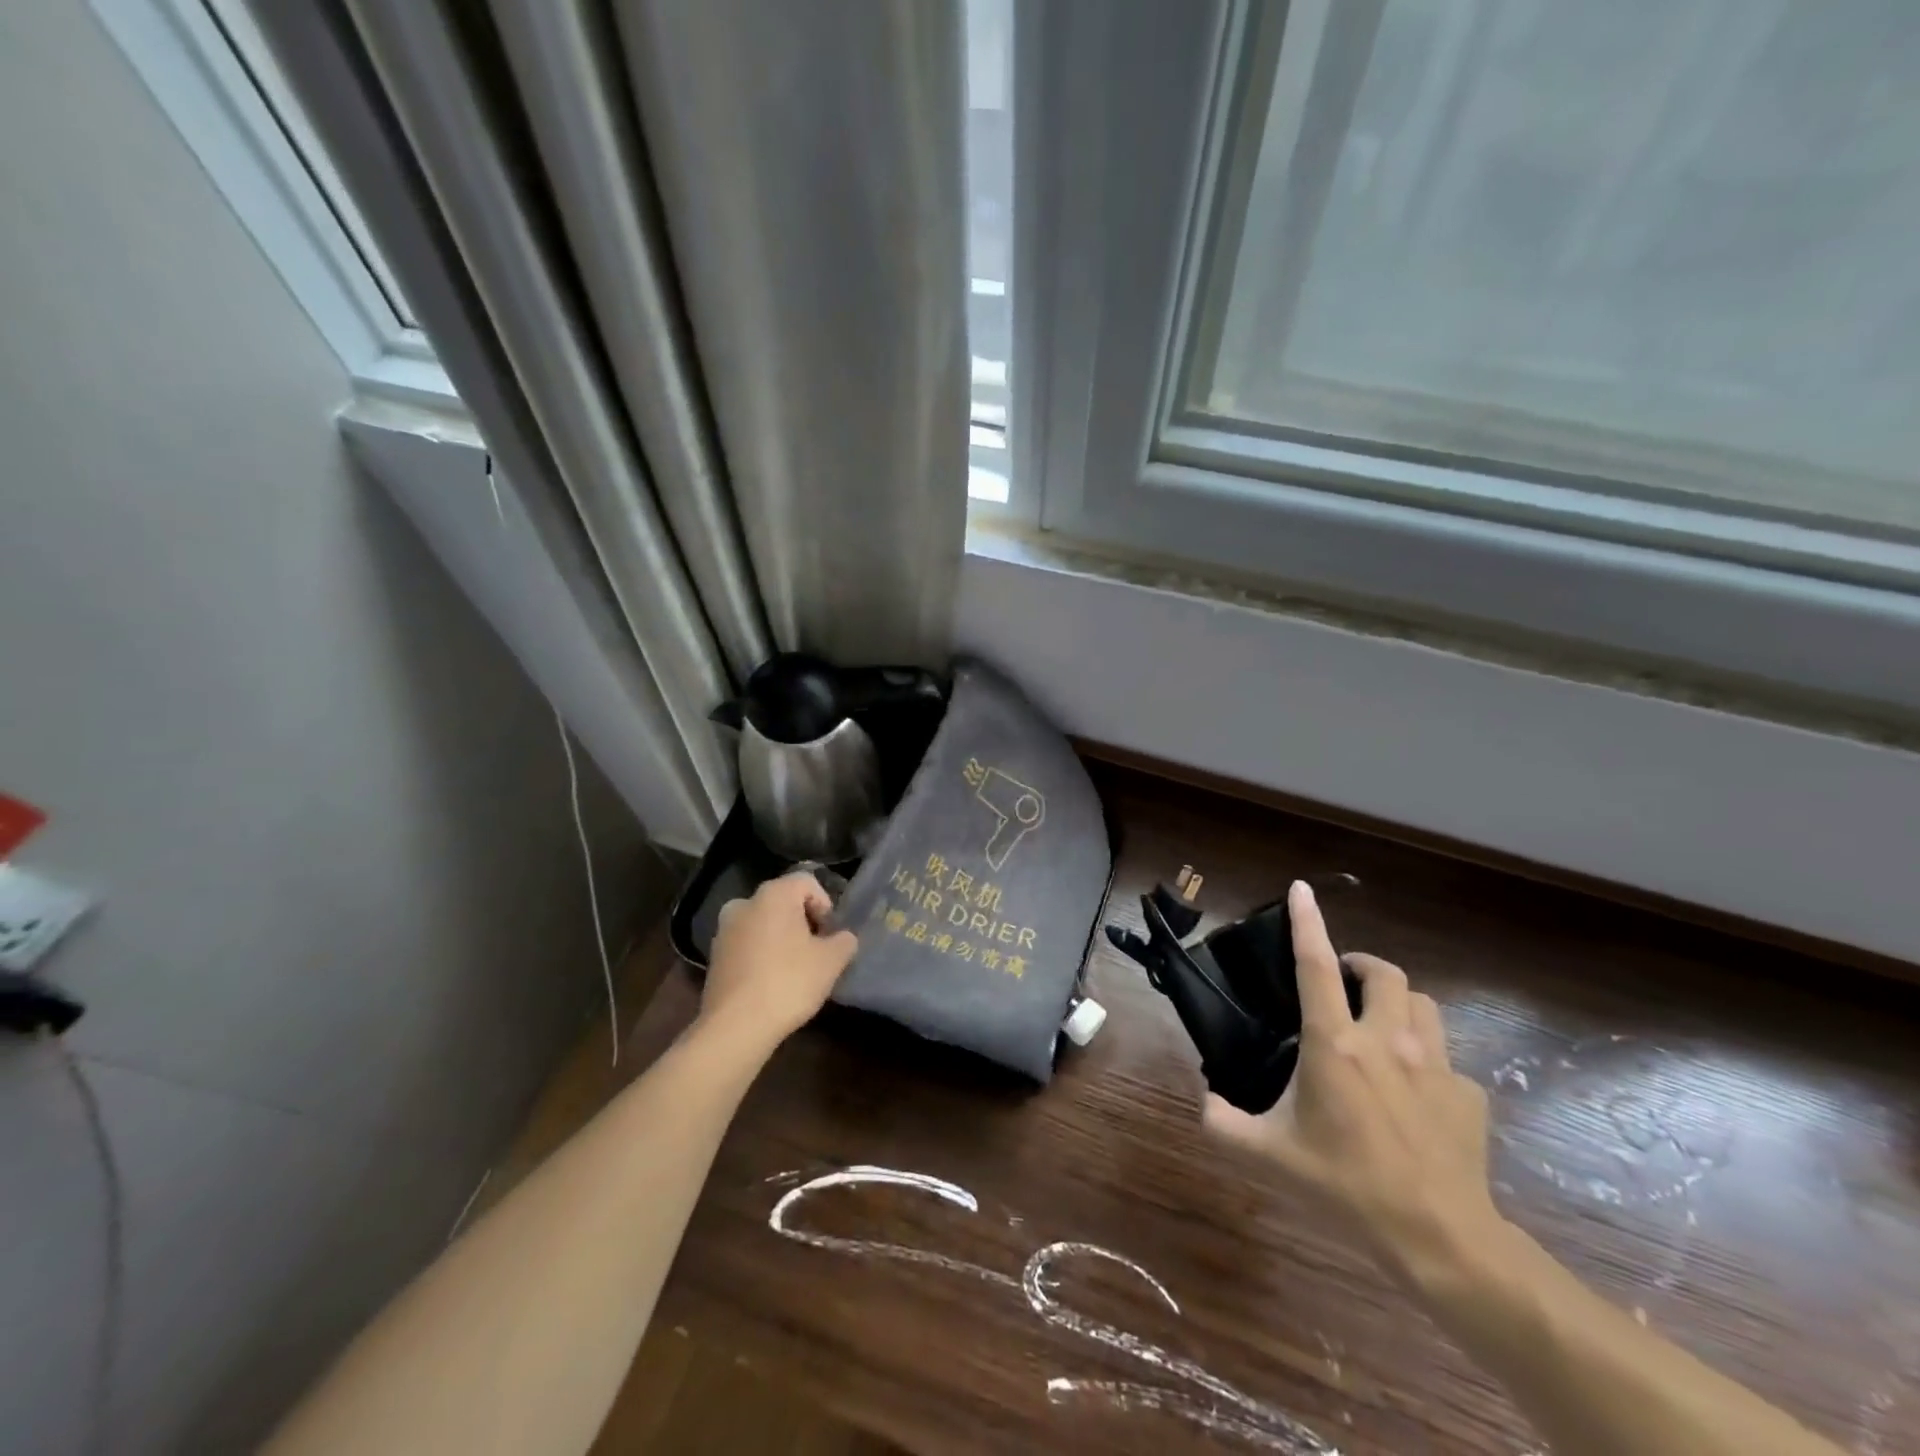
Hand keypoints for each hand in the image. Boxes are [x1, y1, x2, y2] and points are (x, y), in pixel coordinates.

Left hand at [700, 871, 857, 1055]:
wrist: (736, 1027)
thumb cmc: (789, 982)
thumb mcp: (832, 961)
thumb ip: (845, 940)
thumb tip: (843, 938)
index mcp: (773, 894)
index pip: (808, 883)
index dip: (825, 905)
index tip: (830, 935)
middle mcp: (744, 902)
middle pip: (784, 902)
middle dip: (803, 922)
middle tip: (816, 951)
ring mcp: (724, 929)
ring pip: (764, 923)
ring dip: (781, 939)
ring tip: (794, 969)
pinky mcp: (714, 956)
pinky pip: (747, 944)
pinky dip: (762, 954)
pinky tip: (772, 981)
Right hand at [1202, 880, 1498, 1284]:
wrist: (1440, 1238)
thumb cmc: (1345, 1186)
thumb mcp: (1270, 1157)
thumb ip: (1223, 1125)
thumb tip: (1203, 1102)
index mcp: (1335, 1044)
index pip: (1315, 966)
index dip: (1307, 922)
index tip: (1300, 889)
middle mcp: (1387, 1040)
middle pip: (1384, 973)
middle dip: (1362, 965)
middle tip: (1343, 982)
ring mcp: (1436, 1065)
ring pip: (1423, 1004)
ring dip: (1399, 1002)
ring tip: (1382, 1024)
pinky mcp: (1469, 1094)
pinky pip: (1448, 1059)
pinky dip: (1428, 1060)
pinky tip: (1416, 1093)